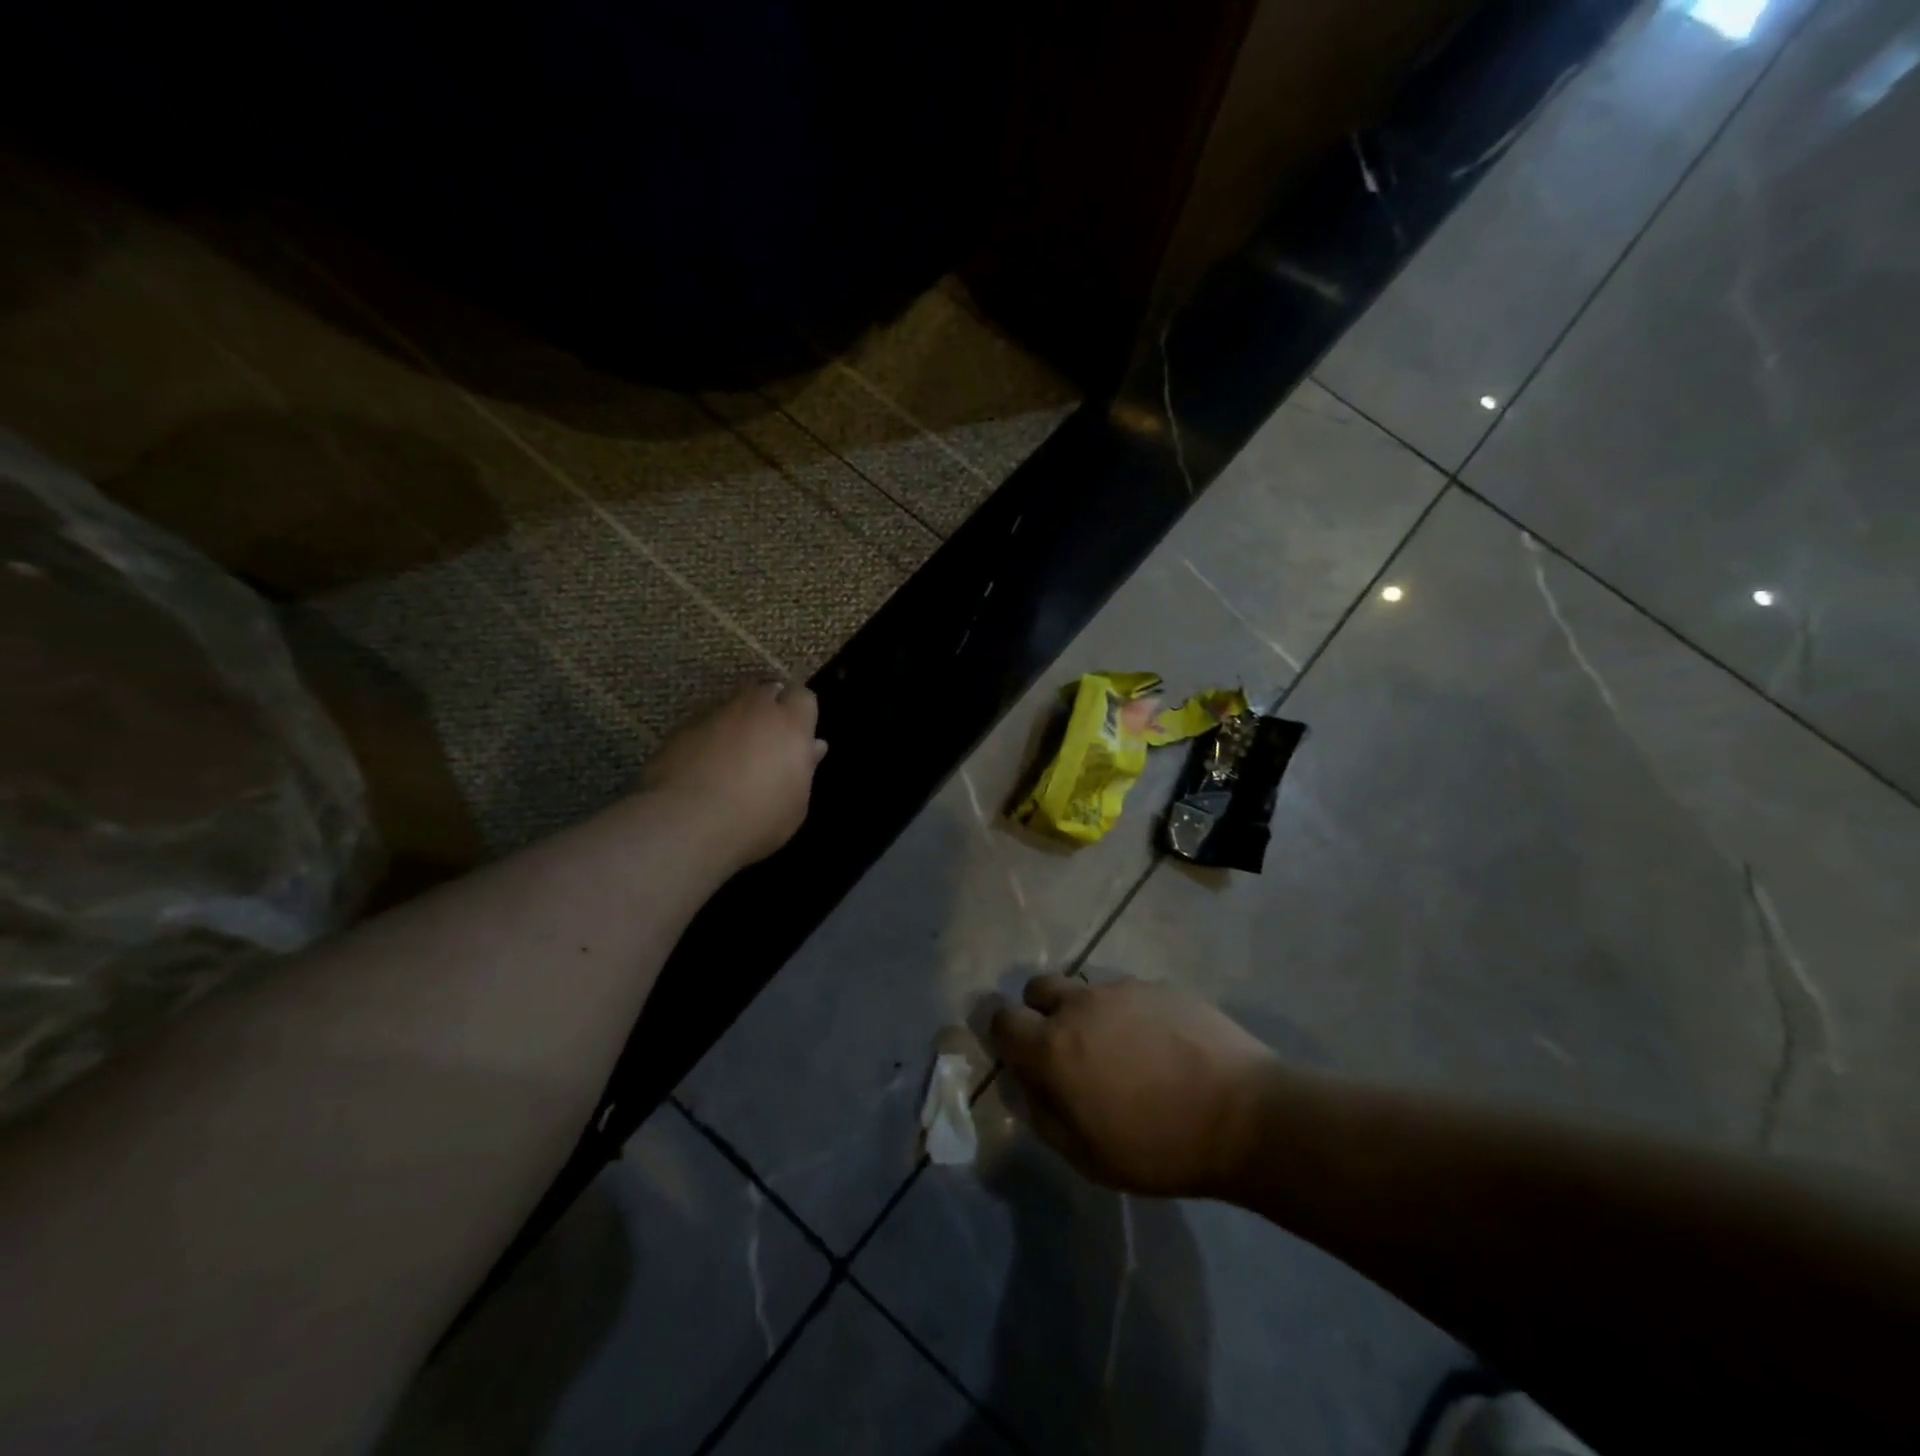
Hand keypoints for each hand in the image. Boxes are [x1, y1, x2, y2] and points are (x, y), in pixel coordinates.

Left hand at [639, 681, 827, 869]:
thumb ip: (804, 768)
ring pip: (732, 706)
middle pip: (766, 691)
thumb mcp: (796, 804)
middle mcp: (754, 708)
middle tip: (768, 740)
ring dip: (737, 722)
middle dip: (769, 709)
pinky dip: (708, 738)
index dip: (800, 712)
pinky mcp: (681, 729)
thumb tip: (812, 747)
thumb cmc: (757, 819)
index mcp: (790, 724)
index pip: (803, 696)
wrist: (687, 824)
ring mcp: (714, 715)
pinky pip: (703, 725)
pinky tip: (703, 766)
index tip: (799, 734)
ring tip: (734, 754)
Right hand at [990, 975, 1275, 1198]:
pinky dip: (1128, 1012)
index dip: (1003, 1034)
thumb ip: (1043, 1116)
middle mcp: (1079, 1005)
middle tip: (1066, 1047)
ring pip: (1085, 989)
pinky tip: (1158, 1044)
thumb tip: (1025, 1086)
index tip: (1018, 1054)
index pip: (1001, 1018)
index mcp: (1052, 1047)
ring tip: (1120, 1050)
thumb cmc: (1159, 1146)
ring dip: (1087, 1012)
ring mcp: (1122, 989)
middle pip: (1038, 988)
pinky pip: (1127, 992)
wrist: (1244, 1114)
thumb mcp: (1087, 1156)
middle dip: (1040, 1011)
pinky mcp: (1158, 984)